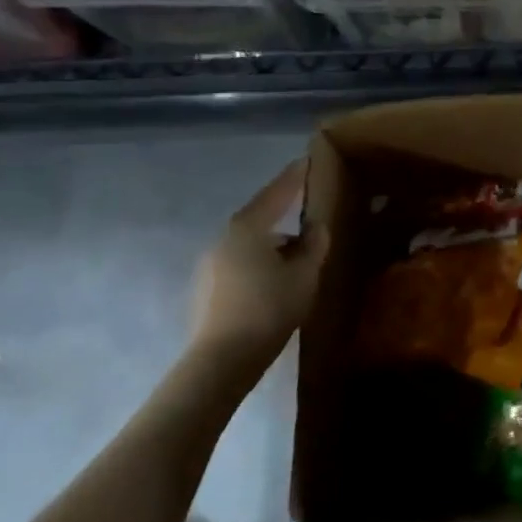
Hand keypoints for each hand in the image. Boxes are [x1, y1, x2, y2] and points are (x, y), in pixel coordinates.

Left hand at [189, 159, 327, 369]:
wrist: (222, 361)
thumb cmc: (269, 309)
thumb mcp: (305, 274)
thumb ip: (314, 245)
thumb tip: (315, 226)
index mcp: (248, 228)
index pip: (277, 193)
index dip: (295, 177)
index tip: (307, 160)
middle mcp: (224, 238)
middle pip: (260, 217)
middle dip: (283, 214)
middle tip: (306, 211)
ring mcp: (210, 264)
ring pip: (249, 243)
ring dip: (272, 244)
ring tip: (297, 255)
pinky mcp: (206, 288)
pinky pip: (239, 263)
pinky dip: (259, 262)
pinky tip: (275, 280)